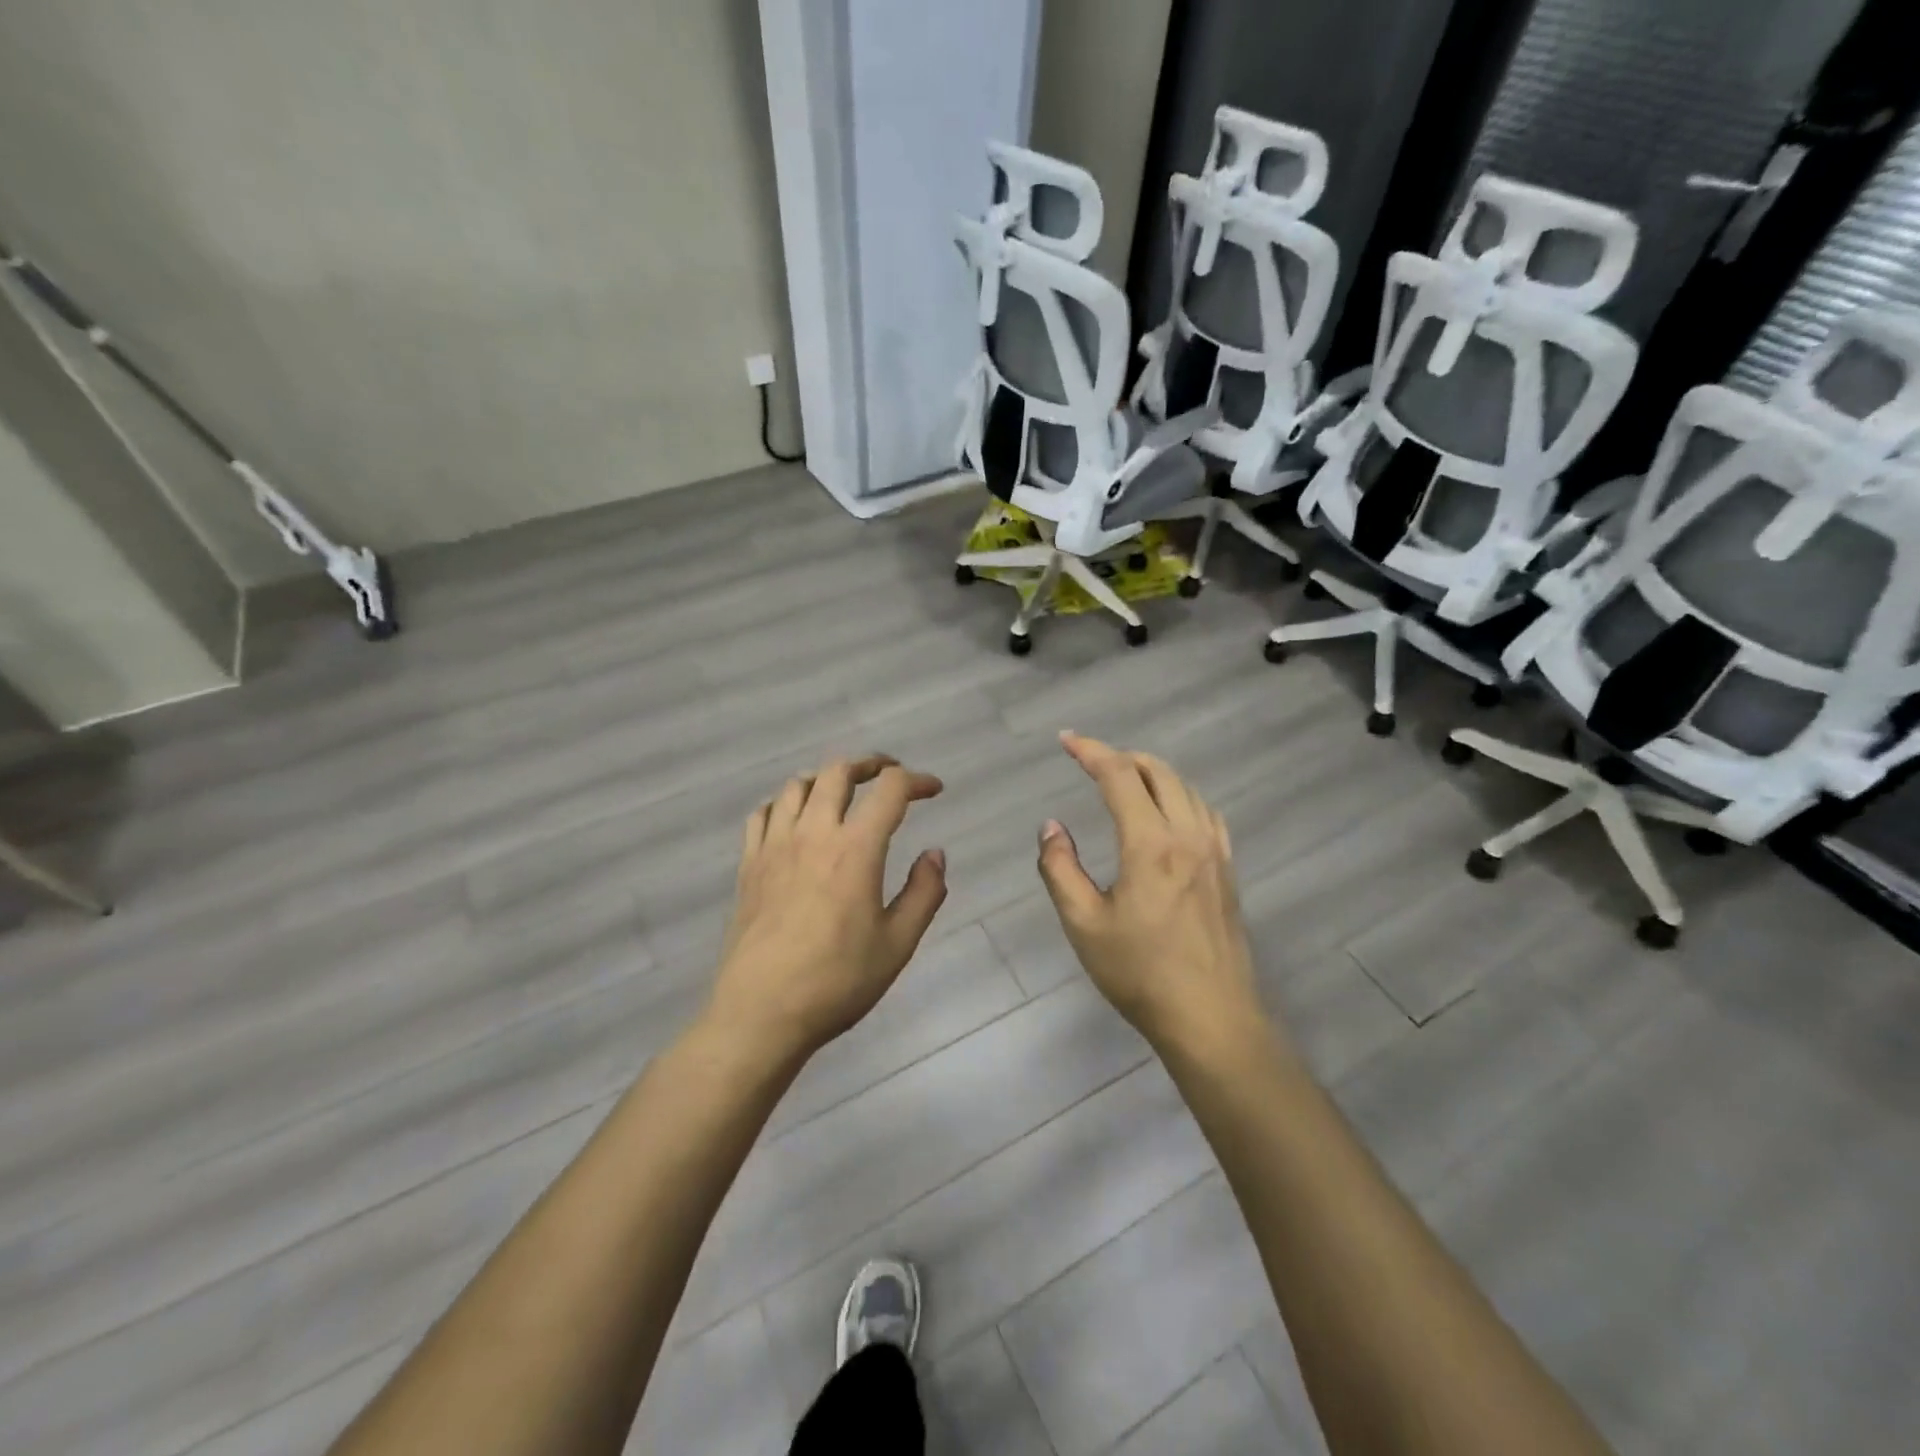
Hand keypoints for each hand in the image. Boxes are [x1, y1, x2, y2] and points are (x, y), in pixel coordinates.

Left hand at [707, 755, 947, 1061]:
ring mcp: (775, 846)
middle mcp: (813, 834)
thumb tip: (935, 854)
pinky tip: (793, 818)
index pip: (890, 790)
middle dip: (870, 764)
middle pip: (838, 771)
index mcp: (855, 849)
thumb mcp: (898, 944)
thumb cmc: (837, 981)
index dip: (917, 780)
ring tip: (842, 791)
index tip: (934, 790)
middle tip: (888, 775)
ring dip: (826, 778)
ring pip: (797, 785)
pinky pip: (762, 813)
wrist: (761, 1013)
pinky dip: (783, 802)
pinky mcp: (749, 865)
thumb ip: (924, 893)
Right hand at [1036, 732, 1267, 1056]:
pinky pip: (1206, 812)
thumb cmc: (1140, 973)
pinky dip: (1180, 796)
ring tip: (1123, 780)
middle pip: (1158, 772)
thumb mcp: (1083, 924)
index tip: (1066, 740)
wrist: (1211, 1018)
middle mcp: (1187, 836)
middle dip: (1121, 756)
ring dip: (1151, 773)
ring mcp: (1214, 852)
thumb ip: (1060, 868)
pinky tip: (1169, 812)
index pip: (1119, 776)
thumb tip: (1052, 826)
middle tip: (1090, 760)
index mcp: (1150, 844)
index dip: (1091, 751)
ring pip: (1185, 788)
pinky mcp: (1227, 870)